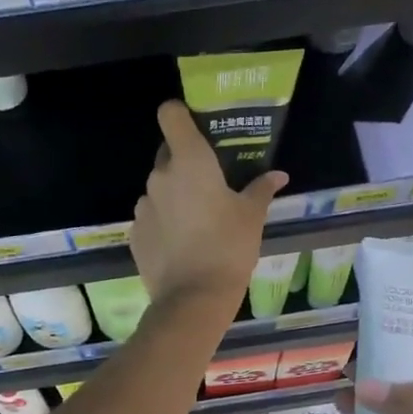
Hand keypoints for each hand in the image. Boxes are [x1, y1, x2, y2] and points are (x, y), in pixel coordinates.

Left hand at [132, 100, 285, 311]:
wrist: (194, 299)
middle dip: (184, 162)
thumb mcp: (252, 217)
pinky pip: (150, 217)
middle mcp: (159, 177)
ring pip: (158, 188)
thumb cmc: (229, 248)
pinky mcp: (134, 233)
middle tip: (208, 184)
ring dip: (173, 195)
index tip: (196, 128)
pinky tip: (180, 244)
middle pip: (167, 153)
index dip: (180, 114)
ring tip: (195, 221)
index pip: (170, 114)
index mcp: (189, 161)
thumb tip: (278, 175)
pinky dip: (163, 223)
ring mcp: (143, 206)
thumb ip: (261, 190)